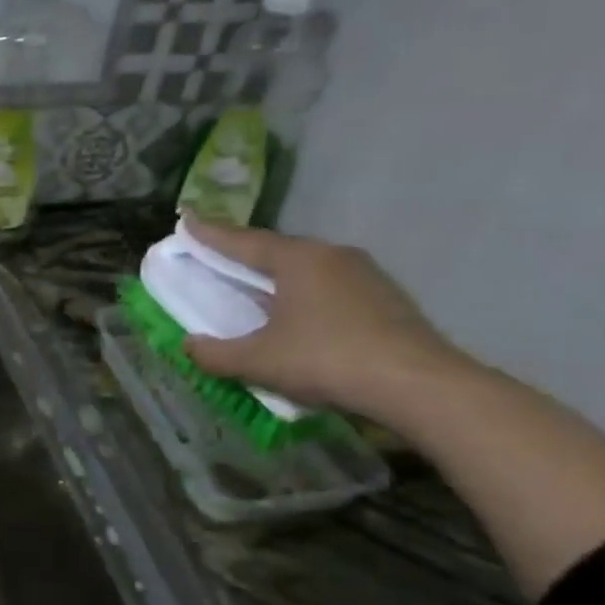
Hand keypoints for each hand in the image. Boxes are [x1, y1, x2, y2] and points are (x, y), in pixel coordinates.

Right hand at [176, 217, 466, 417]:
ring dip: (277, 278)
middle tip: (217, 259)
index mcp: (297, 259)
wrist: (419, 386)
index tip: (185, 219)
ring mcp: (365, 275)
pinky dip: (305, 295)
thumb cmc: (327, 360)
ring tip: (257, 291)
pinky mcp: (386, 299)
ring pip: (307, 269)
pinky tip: (301, 318)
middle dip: (244, 255)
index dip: (209, 233)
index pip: (242, 241)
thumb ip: (216, 353)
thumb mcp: (259, 361)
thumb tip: (189, 344)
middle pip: (276, 250)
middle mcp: (331, 255)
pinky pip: (330, 287)